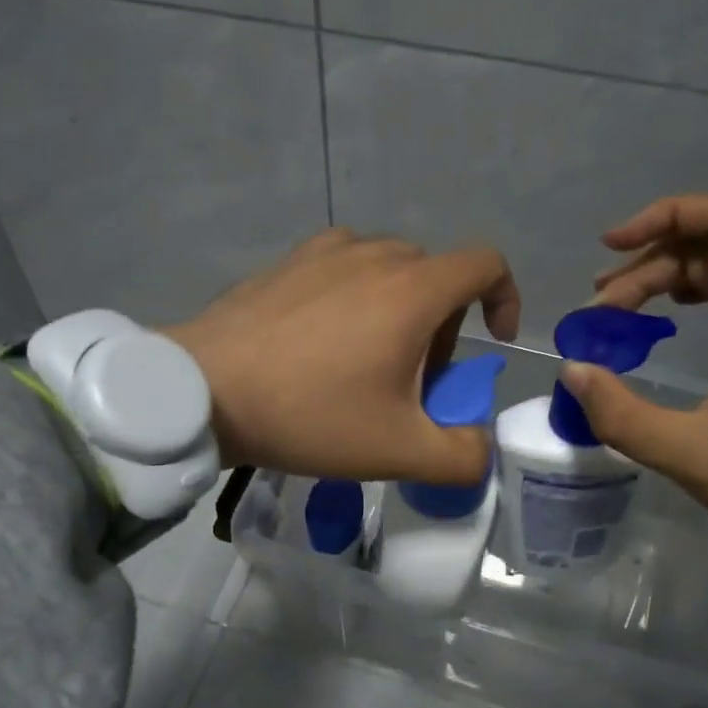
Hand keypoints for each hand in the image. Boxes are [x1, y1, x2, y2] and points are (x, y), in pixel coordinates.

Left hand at [166, 228, 521, 484]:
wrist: (203, 391)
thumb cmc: (309, 415)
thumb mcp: (398, 451)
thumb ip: (462, 456)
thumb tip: (481, 449)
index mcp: (412, 290)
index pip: (486, 264)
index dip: (504, 298)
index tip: (491, 341)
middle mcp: (375, 254)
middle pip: (436, 277)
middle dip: (443, 327)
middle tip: (413, 381)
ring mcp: (325, 251)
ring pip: (389, 271)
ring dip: (399, 310)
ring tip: (364, 361)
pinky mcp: (287, 261)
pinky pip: (343, 269)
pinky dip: (355, 297)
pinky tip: (321, 342)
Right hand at [564, 194, 707, 609]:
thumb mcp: (696, 457)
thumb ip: (624, 415)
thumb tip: (573, 371)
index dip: (664, 216)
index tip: (609, 248)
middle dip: (648, 265)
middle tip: (598, 313)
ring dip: (665, 284)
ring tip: (615, 316)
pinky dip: (689, 307)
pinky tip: (663, 332)